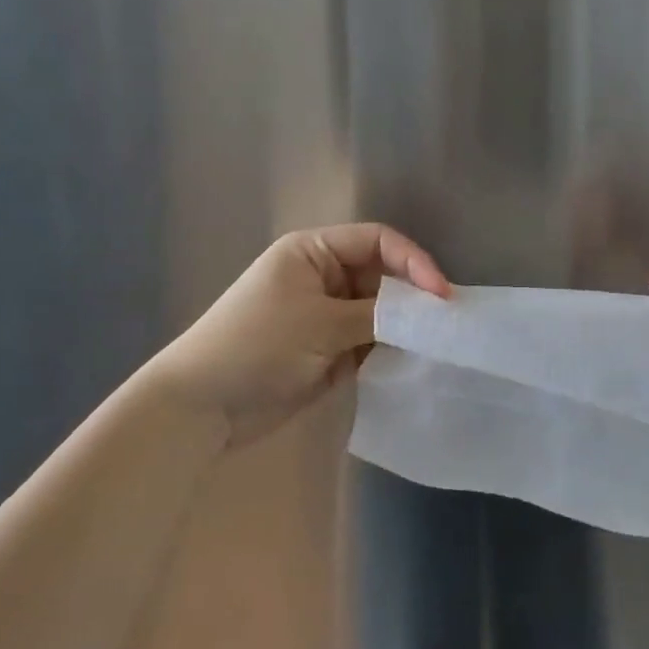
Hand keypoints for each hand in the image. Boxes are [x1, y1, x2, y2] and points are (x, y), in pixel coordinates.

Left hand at [154, 224, 449, 448]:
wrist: (203, 407)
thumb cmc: (257, 346)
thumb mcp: (321, 323)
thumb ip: (379, 316)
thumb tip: (427, 314)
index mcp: (314, 251)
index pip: (377, 241)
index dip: (413, 262)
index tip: (441, 295)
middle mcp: (323, 276)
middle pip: (382, 276)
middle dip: (413, 297)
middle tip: (446, 324)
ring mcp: (326, 315)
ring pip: (380, 312)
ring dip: (404, 327)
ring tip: (435, 345)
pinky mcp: (328, 350)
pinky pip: (369, 342)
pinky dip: (389, 350)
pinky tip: (412, 362)